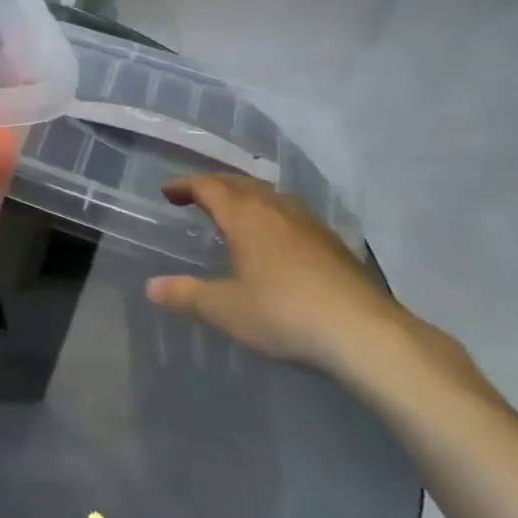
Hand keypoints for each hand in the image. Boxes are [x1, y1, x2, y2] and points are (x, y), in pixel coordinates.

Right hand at [145, 174, 412, 374]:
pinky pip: (292, 217)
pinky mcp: (335, 245)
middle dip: (215, 186)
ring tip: (234, 214)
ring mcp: (311, 225)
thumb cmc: (284, 313)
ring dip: (246, 199)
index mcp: (246, 217)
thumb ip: (187, 295)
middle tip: (196, 197)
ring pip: (271, 198)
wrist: (365, 333)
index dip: (186, 185)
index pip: (209, 187)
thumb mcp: (225, 309)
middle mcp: (277, 210)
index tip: (168, 192)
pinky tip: (276, 241)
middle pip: (241, 184)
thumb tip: (152, 287)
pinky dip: (272, 217)